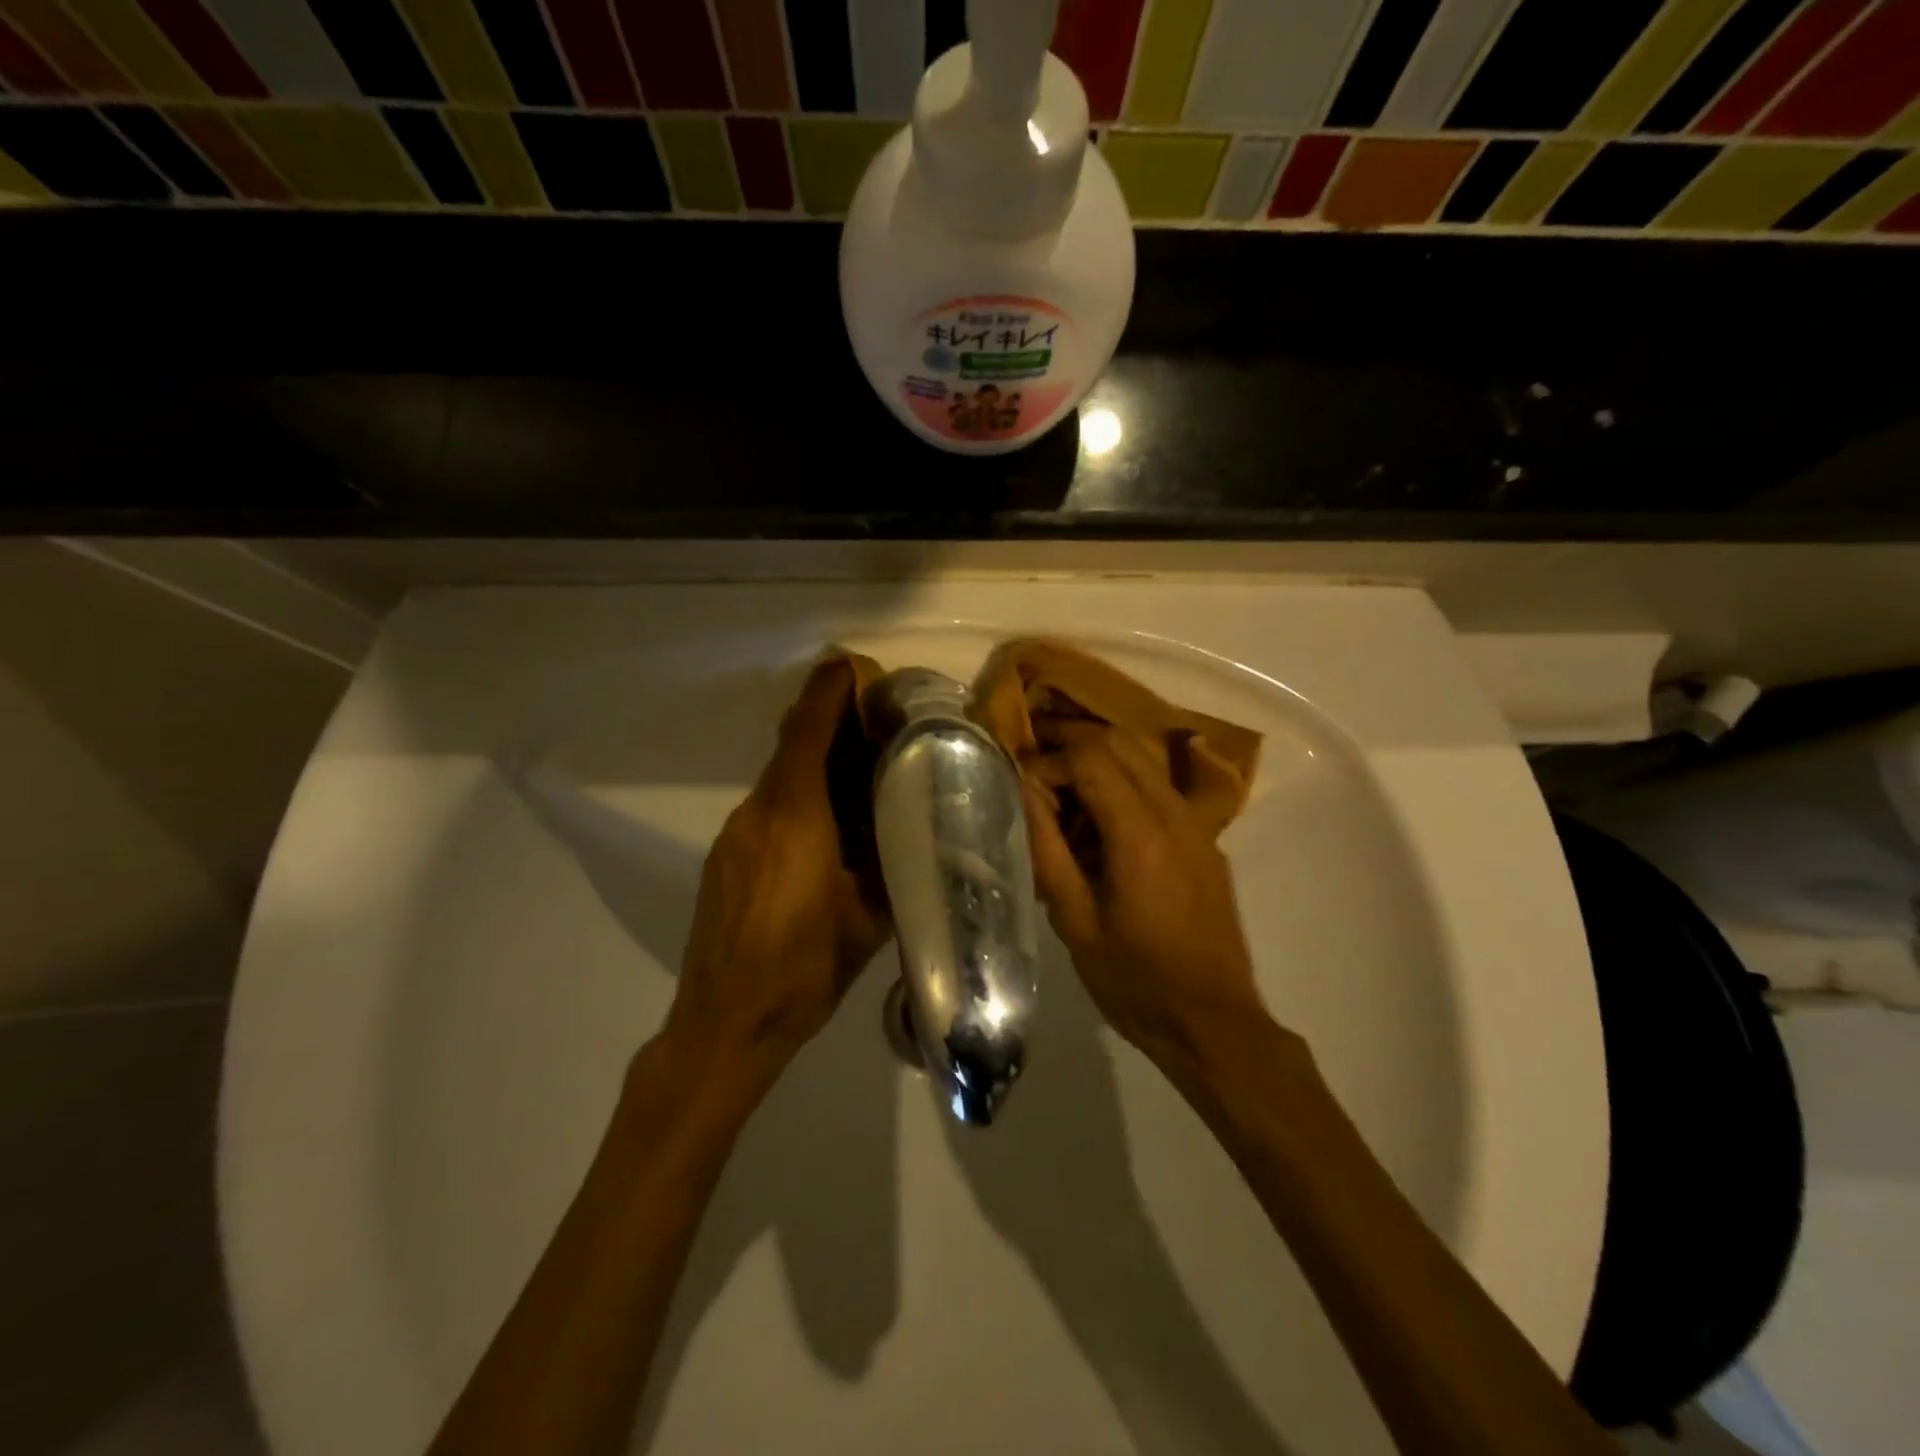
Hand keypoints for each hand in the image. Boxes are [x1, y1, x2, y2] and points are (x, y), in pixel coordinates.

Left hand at [665, 658, 889, 1075]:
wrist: (722, 1025)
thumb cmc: (803, 971)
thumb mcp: (867, 918)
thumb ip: (891, 862)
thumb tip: (914, 826)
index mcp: (795, 819)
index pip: (807, 732)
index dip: (829, 692)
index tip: (855, 667)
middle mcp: (757, 813)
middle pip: (794, 748)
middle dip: (833, 726)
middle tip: (882, 725)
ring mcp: (734, 835)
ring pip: (781, 779)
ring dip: (818, 765)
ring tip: (864, 776)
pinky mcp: (725, 857)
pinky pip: (768, 808)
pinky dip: (800, 797)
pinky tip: (828, 827)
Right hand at [1023, 724, 1266, 1064]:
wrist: (1213, 1021)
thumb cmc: (1134, 981)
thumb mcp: (1075, 922)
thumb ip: (1047, 849)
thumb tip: (1022, 792)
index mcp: (1140, 834)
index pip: (1089, 758)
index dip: (1048, 759)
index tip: (1019, 782)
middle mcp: (1174, 814)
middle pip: (1120, 742)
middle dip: (1071, 739)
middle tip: (1032, 757)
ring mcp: (1197, 824)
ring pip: (1144, 758)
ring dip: (1099, 757)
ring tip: (1060, 784)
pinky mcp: (1205, 840)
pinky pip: (1160, 787)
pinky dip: (1124, 780)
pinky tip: (1099, 817)